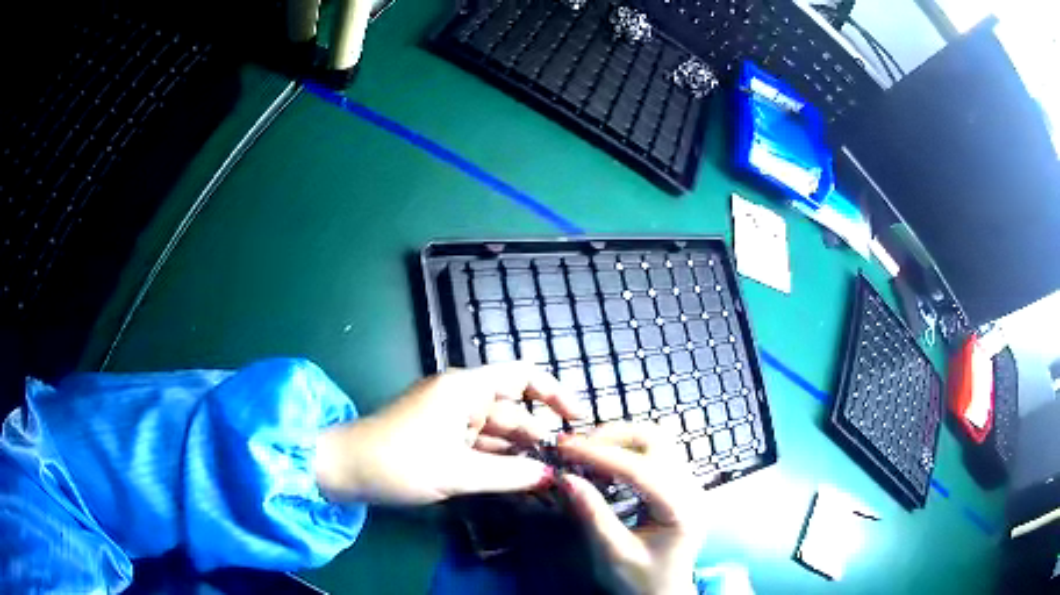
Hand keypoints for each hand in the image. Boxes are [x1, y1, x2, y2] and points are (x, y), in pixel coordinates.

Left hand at [314, 363, 580, 504]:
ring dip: (520, 454)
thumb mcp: (457, 472)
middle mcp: (461, 398)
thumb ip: (509, 474)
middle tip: (570, 466)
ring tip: (551, 479)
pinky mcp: (441, 439)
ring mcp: (450, 419)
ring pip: (497, 433)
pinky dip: (498, 462)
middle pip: (513, 411)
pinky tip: (519, 481)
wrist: (345, 470)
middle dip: (539, 436)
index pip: (522, 376)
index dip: (554, 393)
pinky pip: (479, 447)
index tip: (577, 420)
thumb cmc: (398, 462)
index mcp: (464, 388)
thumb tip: (552, 477)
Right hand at [558, 424, 703, 594]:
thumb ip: (593, 515)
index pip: (640, 469)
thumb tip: (565, 478)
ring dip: (618, 440)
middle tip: (574, 448)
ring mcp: (688, 484)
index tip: (564, 447)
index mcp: (681, 509)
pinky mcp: (678, 485)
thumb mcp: (614, 554)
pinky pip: (654, 453)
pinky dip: (625, 451)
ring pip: (656, 441)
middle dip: (612, 437)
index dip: (600, 455)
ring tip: (585, 453)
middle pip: (656, 440)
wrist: (665, 594)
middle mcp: (691, 488)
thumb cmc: (641, 581)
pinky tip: (603, 464)